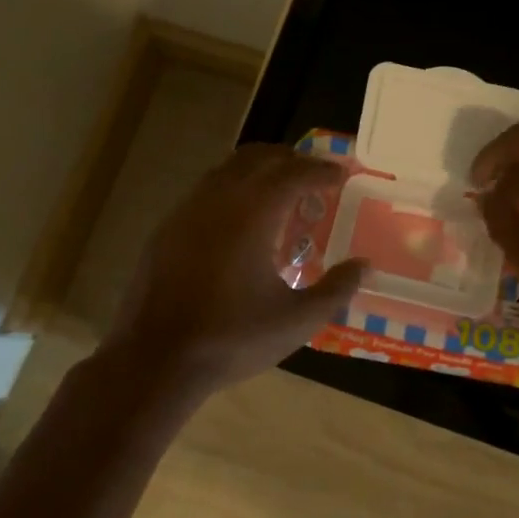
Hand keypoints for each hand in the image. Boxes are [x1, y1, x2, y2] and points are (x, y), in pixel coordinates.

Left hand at [101, 145, 366, 404]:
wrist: (155, 360)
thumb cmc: (232, 339)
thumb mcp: (297, 321)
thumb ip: (336, 290)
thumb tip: (363, 266)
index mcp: (253, 213)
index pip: (294, 173)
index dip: (321, 170)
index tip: (340, 176)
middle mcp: (219, 199)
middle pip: (259, 157)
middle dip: (291, 160)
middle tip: (314, 177)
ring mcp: (187, 210)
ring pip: (228, 169)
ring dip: (259, 170)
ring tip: (280, 193)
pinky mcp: (166, 228)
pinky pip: (206, 190)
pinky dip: (232, 189)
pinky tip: (240, 221)